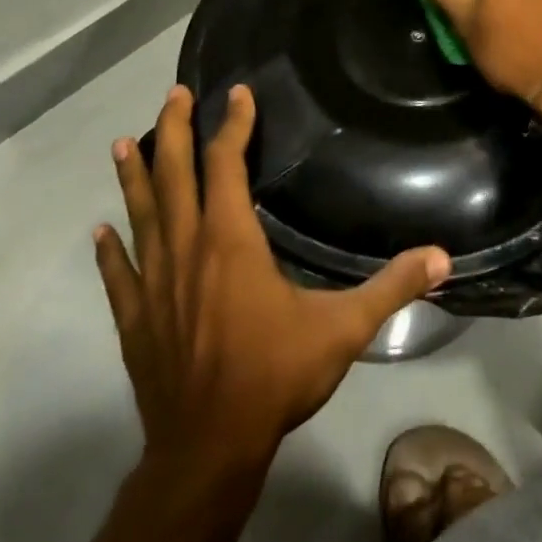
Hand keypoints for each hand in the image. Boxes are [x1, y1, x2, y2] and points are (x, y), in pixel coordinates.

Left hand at [96, 84, 450, 468]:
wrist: (208, 448)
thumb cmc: (275, 375)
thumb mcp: (345, 328)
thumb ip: (392, 287)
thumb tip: (443, 257)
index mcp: (231, 241)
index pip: (226, 165)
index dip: (232, 125)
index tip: (237, 94)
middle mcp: (186, 250)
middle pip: (174, 176)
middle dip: (174, 131)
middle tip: (173, 95)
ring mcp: (153, 284)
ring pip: (140, 215)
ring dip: (134, 176)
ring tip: (124, 143)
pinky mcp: (134, 318)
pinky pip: (118, 274)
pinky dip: (109, 249)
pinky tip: (99, 232)